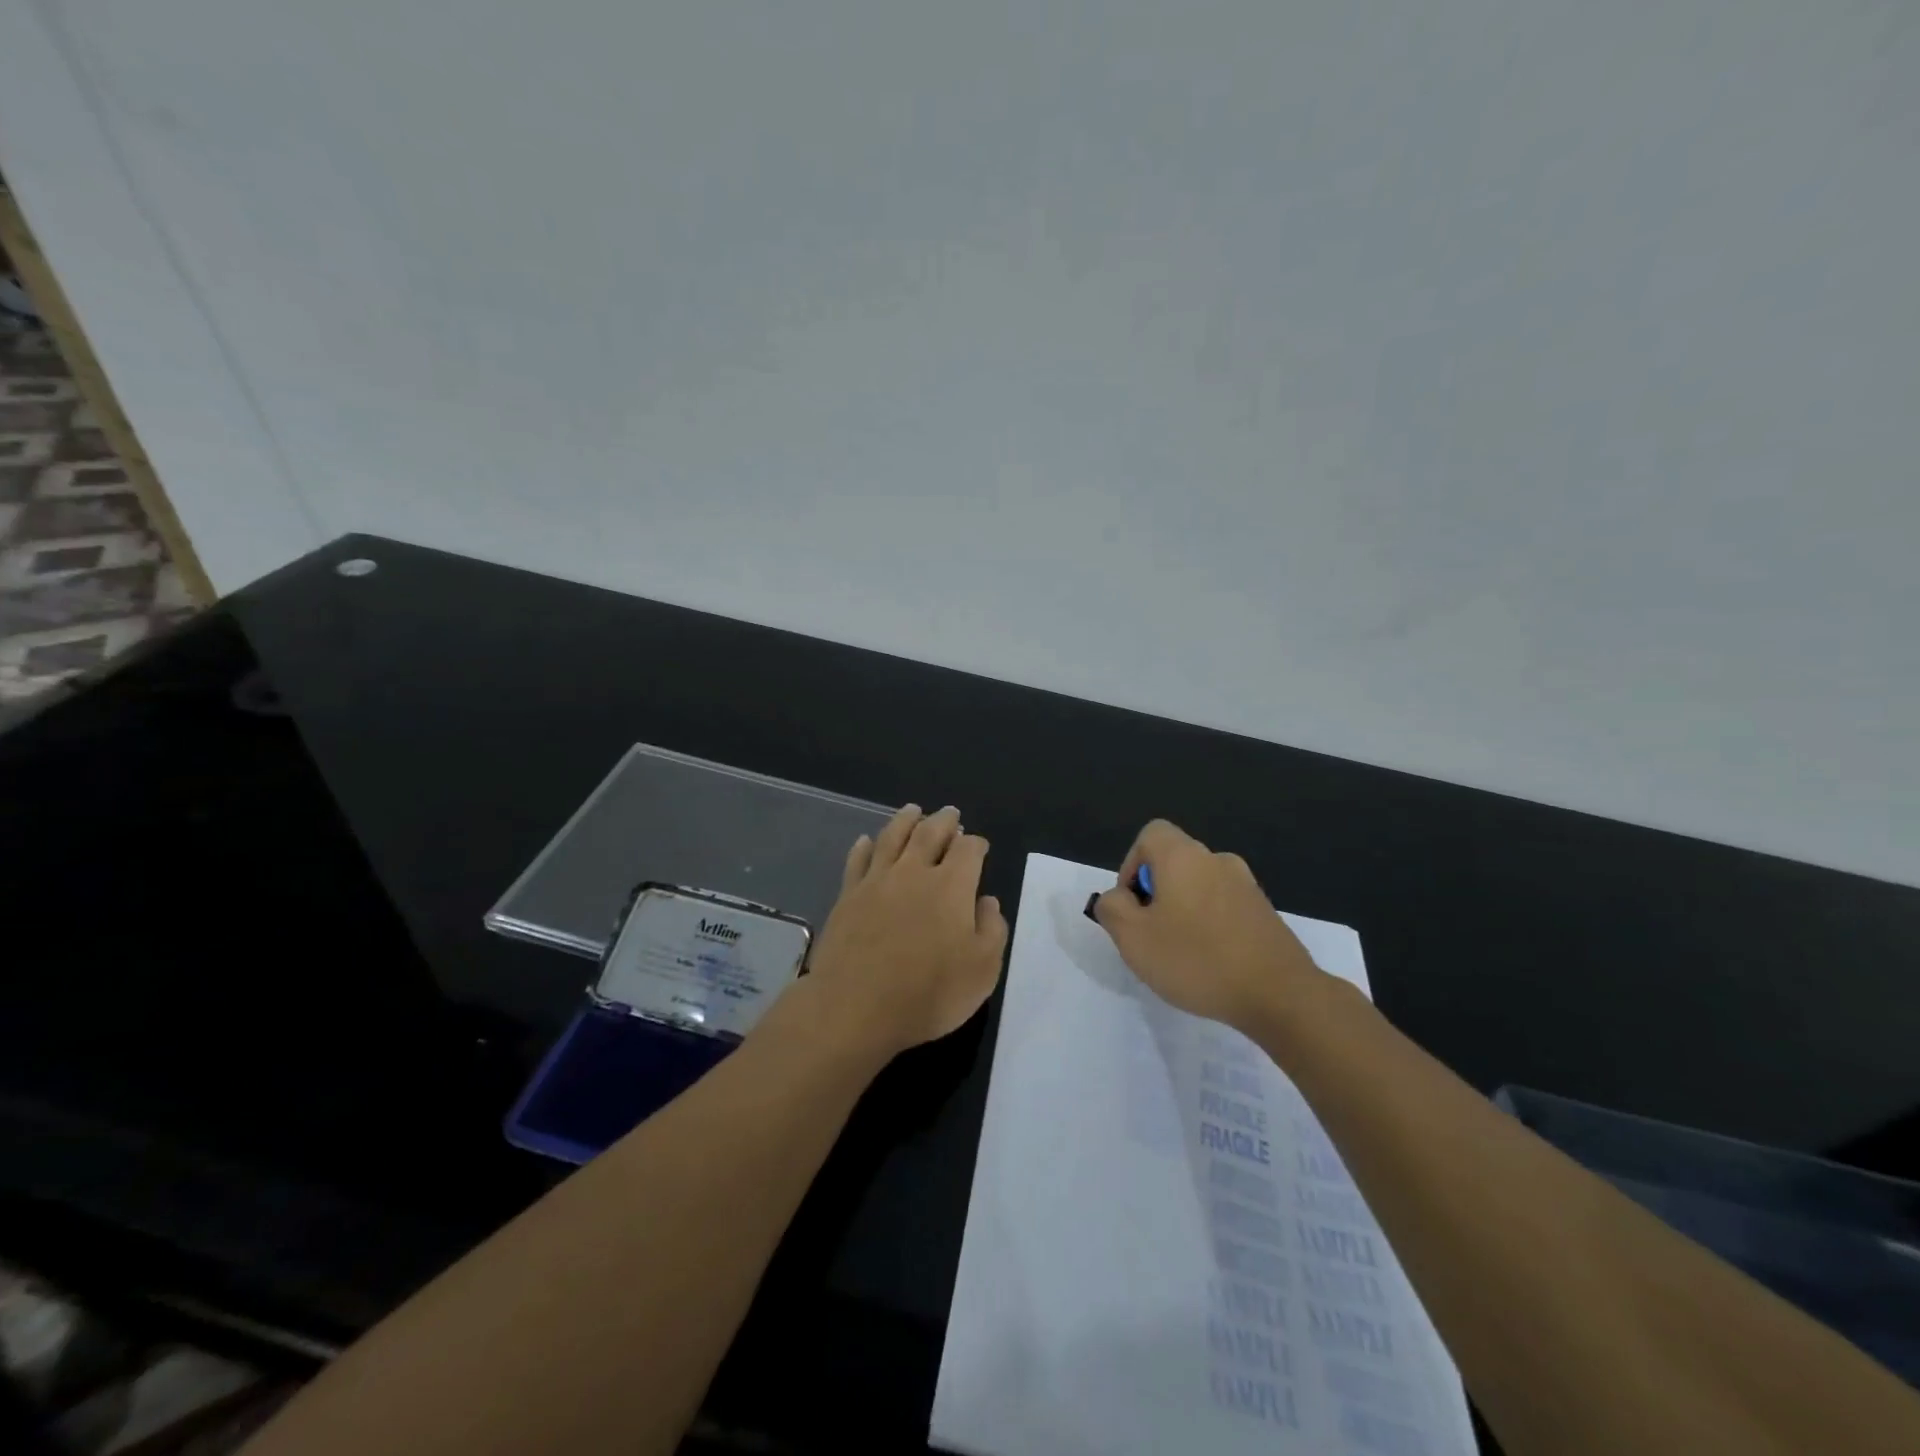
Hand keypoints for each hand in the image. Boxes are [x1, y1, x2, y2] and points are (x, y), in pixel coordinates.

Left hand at [801, 805, 1009, 1061]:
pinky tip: (866, 841)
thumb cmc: (928, 993)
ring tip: (913, 810)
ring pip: (893, 837)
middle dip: (944, 820)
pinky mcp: (847, 896)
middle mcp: (914, 872)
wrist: (855, 1007)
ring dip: (906, 820)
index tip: (980, 846)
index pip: (969, 850)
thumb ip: (991, 930)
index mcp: (951, 886)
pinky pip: (857, 860)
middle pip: (930, 833)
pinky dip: (865, 846)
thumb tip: (987, 901)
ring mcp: (876, 881)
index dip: (977, 844)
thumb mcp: (982, 970)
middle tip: (950, 813)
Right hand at [1091, 819, 1325, 1033]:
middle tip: (1151, 936)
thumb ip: (1112, 908)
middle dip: (1155, 893)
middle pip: (1174, 862)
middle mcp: (1217, 861)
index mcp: (1184, 857)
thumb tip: (1117, 897)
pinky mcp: (1266, 914)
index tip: (1132, 904)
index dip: (1131, 865)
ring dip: (1183, 911)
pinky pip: (1224, 908)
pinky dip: (1211, 926)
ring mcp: (1247, 886)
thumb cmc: (1197, 959)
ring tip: (1181, 955)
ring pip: (1199, 887)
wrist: (1280, 995)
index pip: (1150, 835)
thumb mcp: (1133, 937)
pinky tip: (1212, 964)